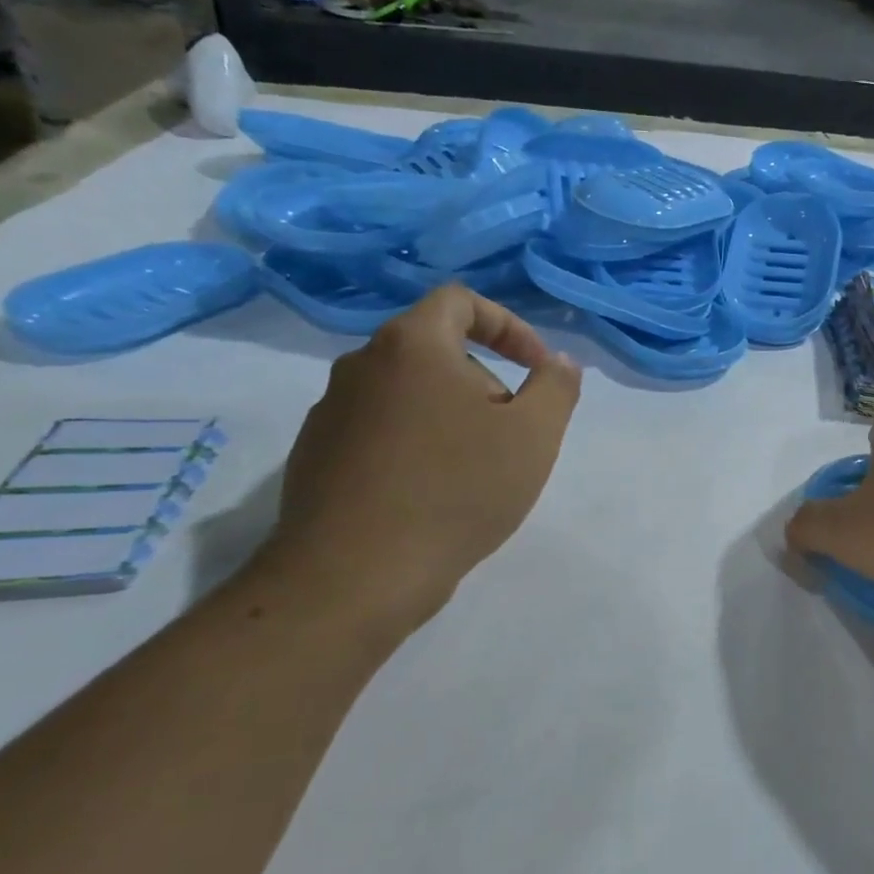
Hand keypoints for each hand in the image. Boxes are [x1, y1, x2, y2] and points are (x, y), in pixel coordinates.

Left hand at [265, 285, 581, 629]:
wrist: (357, 573)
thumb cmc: (458, 489)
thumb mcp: (534, 434)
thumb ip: (556, 387)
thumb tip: (559, 362)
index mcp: (412, 346)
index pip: (460, 300)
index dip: (509, 325)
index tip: (536, 369)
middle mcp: (361, 366)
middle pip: (435, 350)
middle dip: (485, 380)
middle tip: (513, 431)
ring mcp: (330, 412)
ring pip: (407, 394)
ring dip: (450, 416)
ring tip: (476, 469)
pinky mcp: (314, 456)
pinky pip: (379, 431)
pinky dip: (416, 445)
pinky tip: (433, 494)